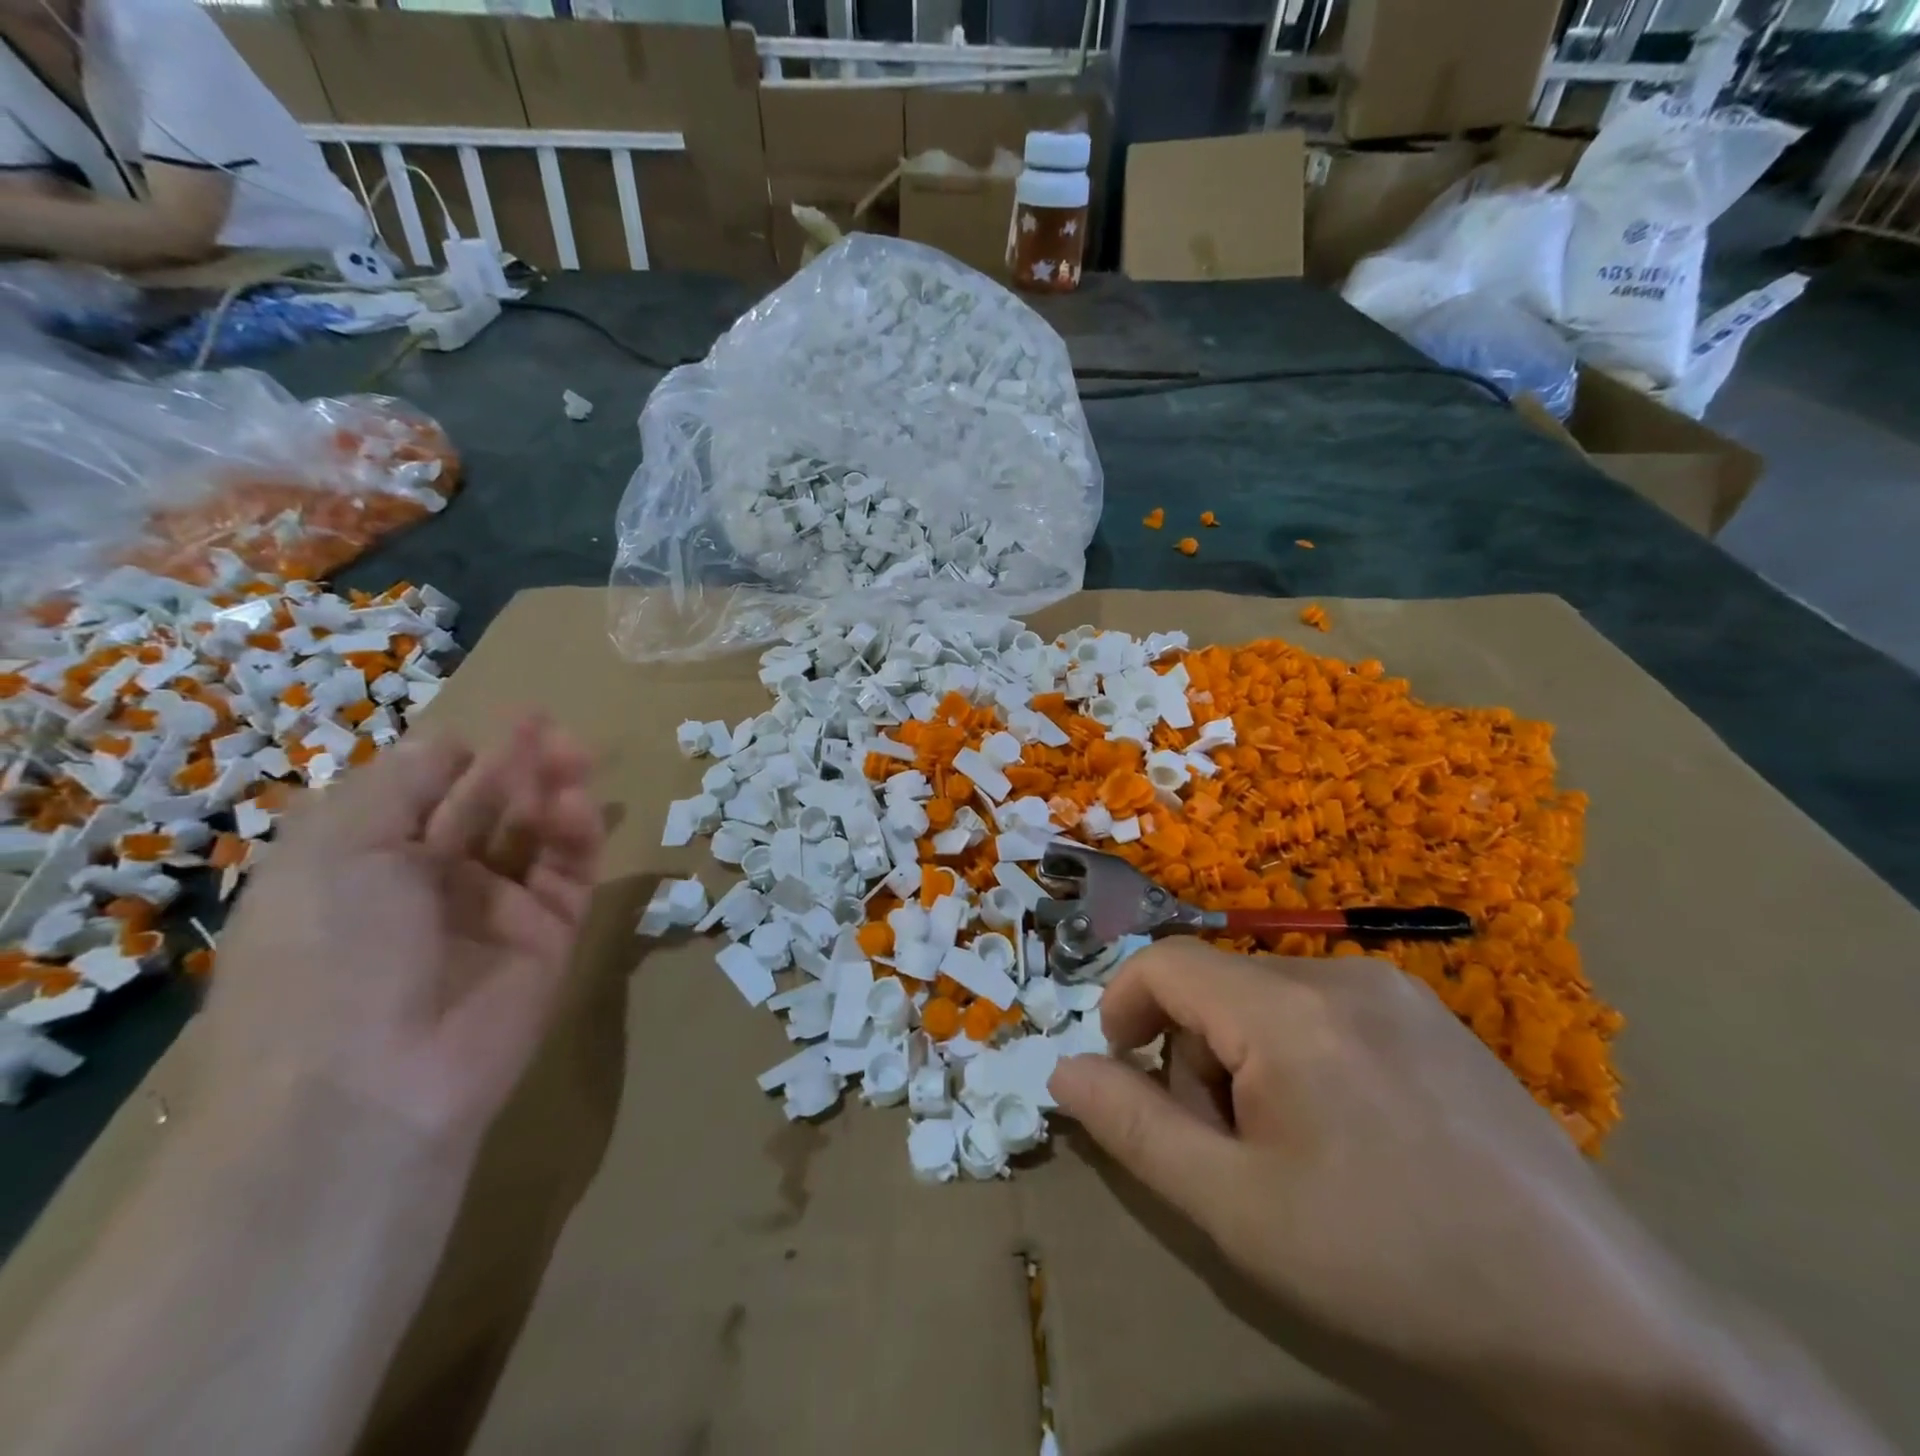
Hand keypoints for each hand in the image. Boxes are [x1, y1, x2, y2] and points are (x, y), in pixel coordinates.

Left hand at [202, 716, 602, 1155]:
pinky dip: (579, 836)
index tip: (495, 722)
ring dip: (554, 792)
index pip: (424, 795)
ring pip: (536, 836)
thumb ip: (398, 786)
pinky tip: (578, 805)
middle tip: (553, 727)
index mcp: (366, 864)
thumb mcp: (337, 851)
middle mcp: (433, 884)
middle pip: (488, 808)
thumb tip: (448, 743)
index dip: (460, 756)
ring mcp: (497, 912)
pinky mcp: (550, 936)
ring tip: (575, 755)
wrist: (370, 1085)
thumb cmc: (328, 953)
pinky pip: (569, 875)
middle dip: (517, 765)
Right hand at [1049, 944, 1889, 1454]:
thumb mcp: (1237, 1211)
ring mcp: (1396, 991)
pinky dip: (1296, 1058)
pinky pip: (1323, 1011)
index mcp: (1290, 1009)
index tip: (1125, 1076)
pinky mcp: (1431, 1018)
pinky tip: (1347, 1138)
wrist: (1604, 1330)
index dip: (1123, 1008)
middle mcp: (1341, 974)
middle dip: (1194, 1057)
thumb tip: (1065, 1069)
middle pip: (1217, 986)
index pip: (1166, 962)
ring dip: (1244, 1062)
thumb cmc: (1393, 1266)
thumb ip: (1135, 1129)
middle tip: (1226, 1151)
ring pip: (1266, 999)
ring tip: (1290, 1155)